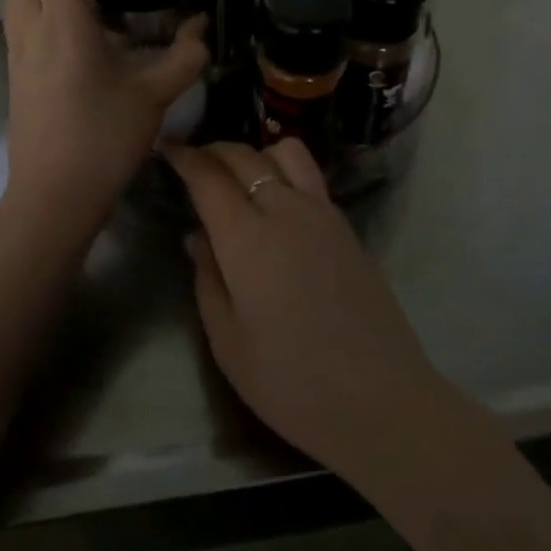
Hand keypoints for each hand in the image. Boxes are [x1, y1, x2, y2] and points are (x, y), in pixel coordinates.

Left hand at [2, 0, 206, 227]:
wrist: (52, 196)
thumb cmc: (104, 140)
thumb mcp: (155, 96)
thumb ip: (185, 56)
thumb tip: (201, 28)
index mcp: (64, 23)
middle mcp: (32, 26)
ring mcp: (17, 48)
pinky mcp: (15, 67)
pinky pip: (21, 9)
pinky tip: (74, 5)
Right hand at [165, 139, 450, 477]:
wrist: (382, 400)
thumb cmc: (292, 383)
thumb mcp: (229, 344)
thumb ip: (208, 280)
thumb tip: (197, 236)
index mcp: (247, 238)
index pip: (208, 177)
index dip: (185, 158)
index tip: (169, 150)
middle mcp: (285, 210)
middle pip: (244, 156)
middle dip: (214, 150)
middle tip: (195, 161)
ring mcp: (322, 213)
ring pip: (285, 152)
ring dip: (255, 153)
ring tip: (240, 177)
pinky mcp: (346, 226)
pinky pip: (310, 177)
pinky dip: (284, 170)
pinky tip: (277, 202)